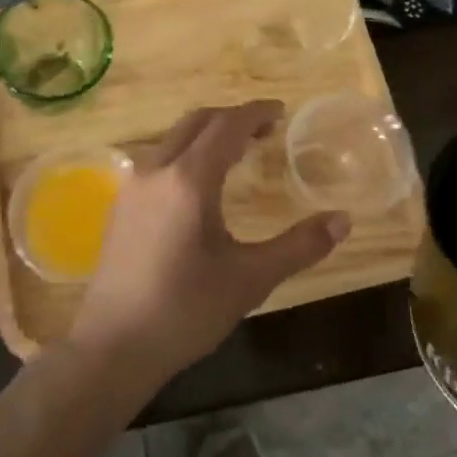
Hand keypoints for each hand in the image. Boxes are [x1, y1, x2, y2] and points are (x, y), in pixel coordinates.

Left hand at [67, 102, 348, 388]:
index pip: (226, 125)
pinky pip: (158, 159)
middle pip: (197, 122)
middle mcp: (156, 170)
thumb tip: (342, 219)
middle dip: (232, 118)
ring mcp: (132, 186)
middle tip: (265, 131)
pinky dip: (186, 153)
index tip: (281, 111)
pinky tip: (199, 185)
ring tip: (237, 154)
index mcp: (188, 180)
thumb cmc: (185, 311)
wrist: (113, 346)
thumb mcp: (250, 280)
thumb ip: (298, 246)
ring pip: (173, 139)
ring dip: (206, 134)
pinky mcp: (120, 205)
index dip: (255, 113)